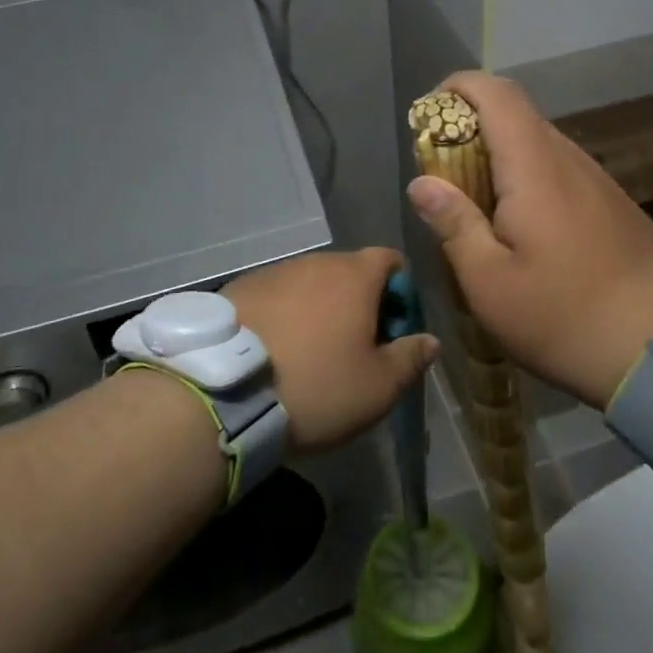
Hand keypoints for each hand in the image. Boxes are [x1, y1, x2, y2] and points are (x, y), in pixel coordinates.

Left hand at [222, 248, 438, 453]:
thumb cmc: (316, 386)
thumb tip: (429, 340)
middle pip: (348, 272)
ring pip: (309, 284)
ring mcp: (272, 272)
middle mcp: (314, 262)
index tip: (393, 330)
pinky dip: (282, 315)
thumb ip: (411, 358)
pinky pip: (274, 296)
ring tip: (308, 352)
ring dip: (318, 308)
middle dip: (358, 302)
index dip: (400, 292)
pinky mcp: (238, 288)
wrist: (223, 393)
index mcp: (354, 275)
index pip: (390, 260)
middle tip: (353, 347)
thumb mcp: (378, 387)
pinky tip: (272, 350)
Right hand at [406, 73, 652, 410]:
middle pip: (516, 115)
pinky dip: (527, 178)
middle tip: (442, 173)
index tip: (427, 118)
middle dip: (470, 127)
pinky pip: (560, 171)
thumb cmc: (564, 316)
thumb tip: (422, 182)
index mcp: (535, 167)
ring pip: (538, 144)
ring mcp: (598, 181)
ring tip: (475, 205)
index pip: (496, 93)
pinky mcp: (613, 205)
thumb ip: (453, 224)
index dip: (457, 88)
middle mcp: (570, 160)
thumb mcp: (490, 283)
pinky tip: (521, 227)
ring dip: (499, 156)